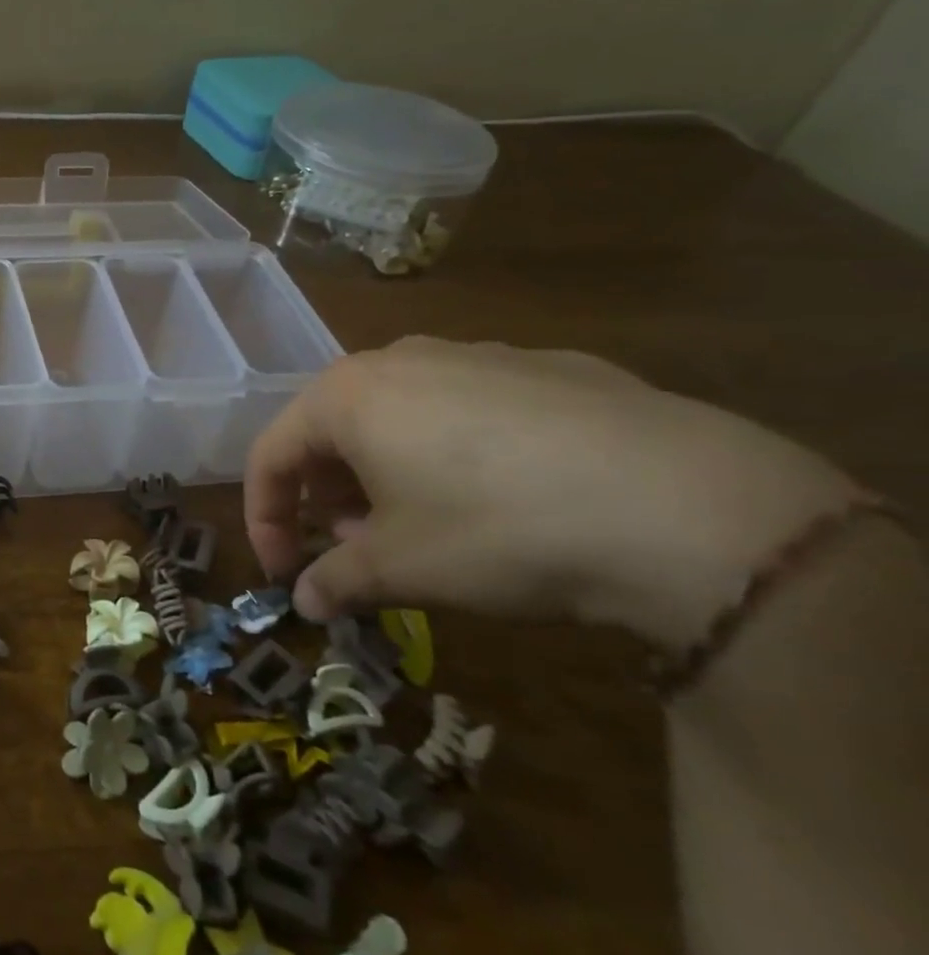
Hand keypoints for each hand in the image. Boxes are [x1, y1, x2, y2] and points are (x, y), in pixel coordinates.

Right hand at [244, 338, 859, 649]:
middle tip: (351, 550)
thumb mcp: (402, 569)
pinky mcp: (550, 367)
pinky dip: (455, 452)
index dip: (265, 517)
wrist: (690, 507)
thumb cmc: (497, 530)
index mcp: (347, 396)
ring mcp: (479, 354)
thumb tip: (305, 600)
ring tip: (420, 526)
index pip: (271, 453)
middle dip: (327, 494)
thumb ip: (336, 581)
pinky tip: (504, 498)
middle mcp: (401, 359)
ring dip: (385, 472)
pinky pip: (470, 408)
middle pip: (333, 428)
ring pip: (400, 414)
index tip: (283, 571)